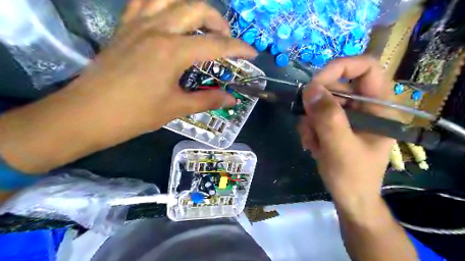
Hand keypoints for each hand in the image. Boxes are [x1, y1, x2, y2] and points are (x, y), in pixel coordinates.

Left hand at [0, 0, 257, 174]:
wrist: (88, 113)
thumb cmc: (135, 114)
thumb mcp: (176, 108)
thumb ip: (208, 100)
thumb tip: (232, 99)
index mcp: (173, 51)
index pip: (216, 44)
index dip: (239, 48)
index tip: (252, 54)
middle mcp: (158, 29)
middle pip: (197, 9)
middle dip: (219, 22)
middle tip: (227, 40)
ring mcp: (138, 24)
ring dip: (193, 8)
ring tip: (202, 25)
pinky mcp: (124, 26)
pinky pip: (145, 1)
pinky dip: (164, 3)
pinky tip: (171, 17)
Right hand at [299, 55, 393, 201]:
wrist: (349, 198)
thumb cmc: (352, 177)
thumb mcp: (340, 148)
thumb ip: (328, 118)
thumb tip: (310, 89)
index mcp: (378, 107)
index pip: (366, 68)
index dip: (341, 67)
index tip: (315, 84)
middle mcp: (364, 107)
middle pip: (336, 86)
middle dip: (316, 106)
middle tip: (309, 125)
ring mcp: (348, 116)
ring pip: (321, 103)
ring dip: (310, 122)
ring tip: (313, 143)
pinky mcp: (335, 125)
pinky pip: (315, 116)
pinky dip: (309, 129)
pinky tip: (313, 145)